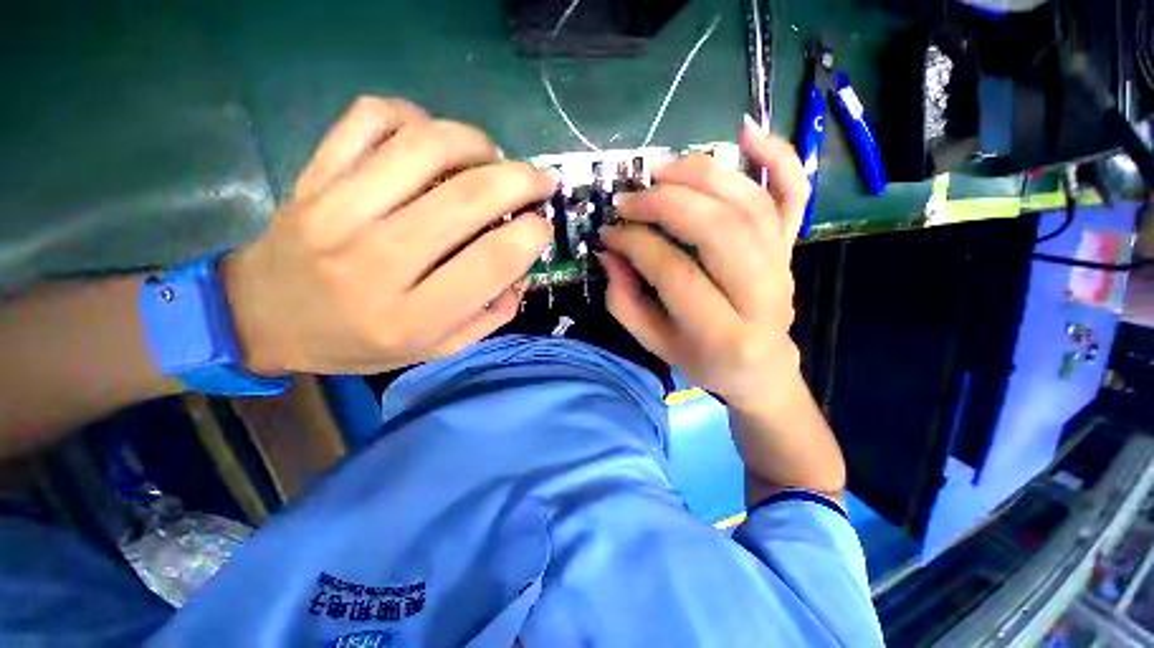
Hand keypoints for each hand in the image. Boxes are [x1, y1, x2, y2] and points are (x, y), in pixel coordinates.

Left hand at [222, 97, 554, 374]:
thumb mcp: (434, 349)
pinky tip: (430, 140)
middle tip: (540, 181)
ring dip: (477, 143)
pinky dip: (415, 117)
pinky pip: (371, 118)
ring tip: (492, 157)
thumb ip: (487, 317)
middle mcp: (377, 260)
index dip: (532, 235)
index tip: (542, 227)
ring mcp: (337, 209)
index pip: (492, 261)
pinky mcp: (314, 173)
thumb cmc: (357, 342)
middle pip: (467, 198)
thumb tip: (522, 273)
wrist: (263, 317)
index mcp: (412, 315)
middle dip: (522, 180)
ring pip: (425, 146)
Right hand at [599, 119, 809, 410]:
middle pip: (717, 228)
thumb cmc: (702, 360)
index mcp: (724, 335)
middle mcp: (762, 296)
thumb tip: (610, 251)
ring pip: (748, 203)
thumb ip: (625, 301)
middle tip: (629, 197)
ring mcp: (783, 265)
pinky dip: (777, 155)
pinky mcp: (791, 246)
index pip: (674, 271)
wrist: (759, 368)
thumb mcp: (653, 341)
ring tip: (661, 168)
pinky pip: (794, 193)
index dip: (635, 244)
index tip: (609, 232)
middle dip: (665, 203)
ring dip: (701, 174)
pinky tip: (748, 130)